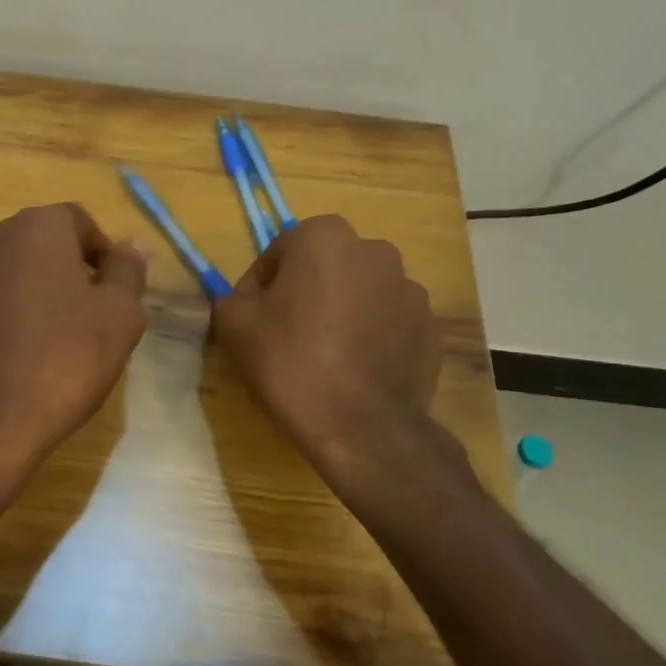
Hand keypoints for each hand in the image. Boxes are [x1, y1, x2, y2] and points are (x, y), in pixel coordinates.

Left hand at [0, 203, 147, 490]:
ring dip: (32, 293)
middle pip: (41, 244)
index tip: (113, 295)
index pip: (80, 222)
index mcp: (37, 228)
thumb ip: (128, 271)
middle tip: (88, 318)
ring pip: (9, 272)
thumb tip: (133, 244)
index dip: (102, 255)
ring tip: (50, 341)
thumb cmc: (63, 360)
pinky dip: (0, 317)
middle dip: (67, 272)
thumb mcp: (120, 316)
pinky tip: (13, 357)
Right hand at [213, 215, 444, 505]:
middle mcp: (374, 250)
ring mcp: (409, 288)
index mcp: (325, 237)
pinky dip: (372, 335)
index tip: (256, 322)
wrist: (362, 427)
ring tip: (326, 356)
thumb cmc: (291, 364)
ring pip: (360, 293)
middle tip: (289, 336)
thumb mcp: (234, 325)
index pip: (279, 254)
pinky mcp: (430, 326)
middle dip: (307, 293)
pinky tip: (356, 369)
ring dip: (342, 312)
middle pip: (324, 268)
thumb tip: (251, 298)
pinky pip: (389, 322)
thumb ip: (235, 296)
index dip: (261, 288)